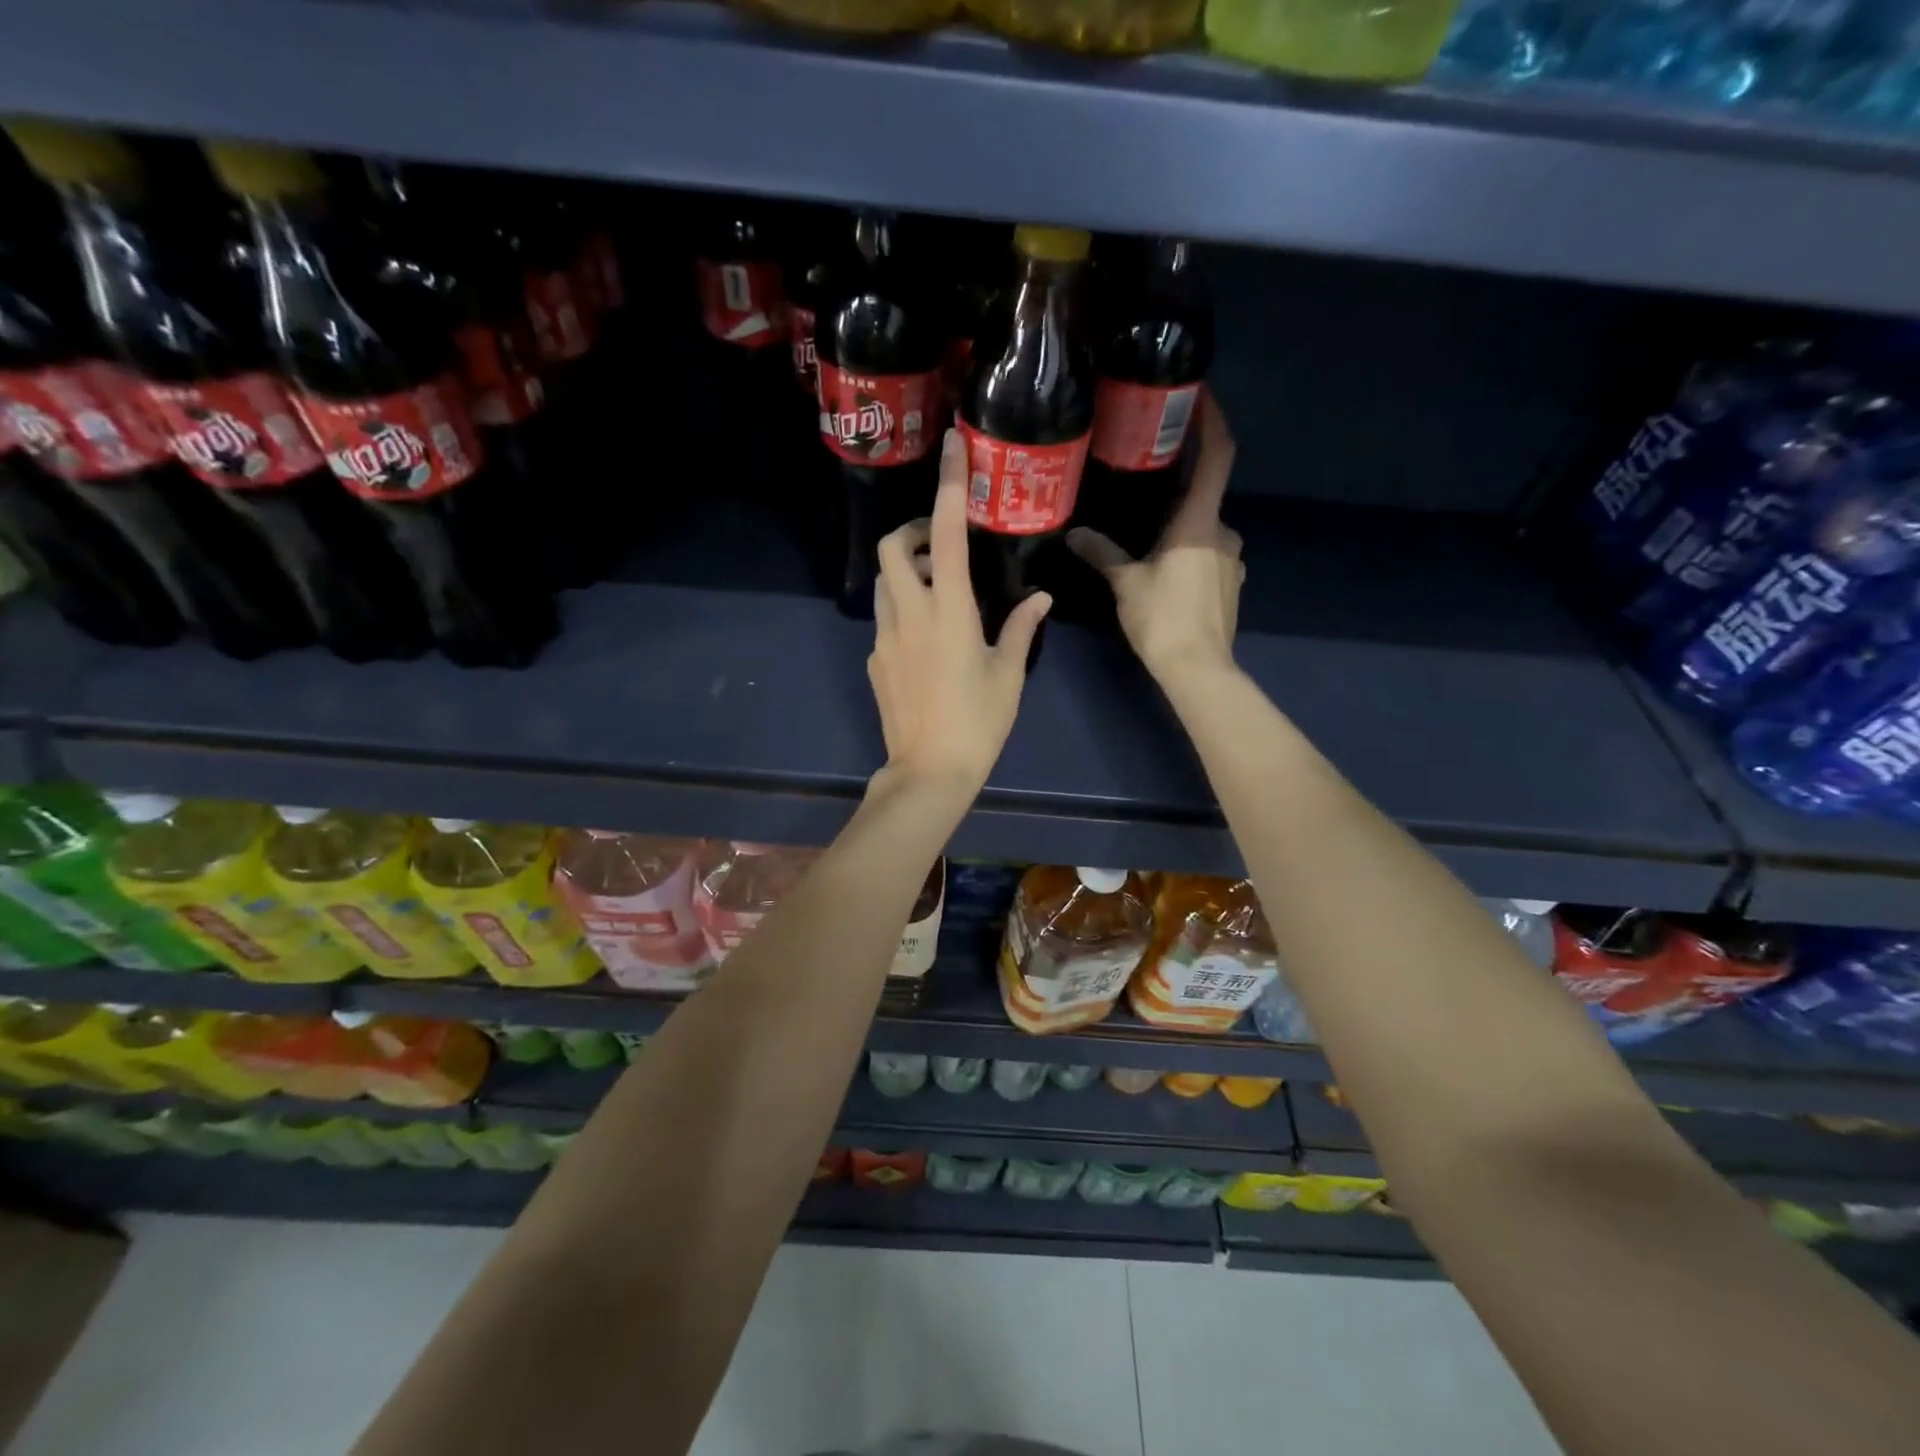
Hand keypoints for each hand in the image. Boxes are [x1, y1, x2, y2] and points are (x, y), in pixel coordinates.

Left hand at [867, 429, 1050, 795]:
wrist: (929, 772)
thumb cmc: (979, 722)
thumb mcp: (1009, 674)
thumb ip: (1022, 628)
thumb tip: (1041, 597)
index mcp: (949, 611)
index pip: (944, 534)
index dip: (949, 486)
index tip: (952, 448)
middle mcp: (909, 614)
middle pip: (892, 546)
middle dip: (912, 531)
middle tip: (940, 544)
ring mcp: (885, 637)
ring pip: (884, 582)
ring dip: (906, 571)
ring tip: (938, 592)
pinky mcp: (875, 660)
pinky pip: (885, 619)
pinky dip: (903, 610)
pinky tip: (927, 642)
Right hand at [1068, 389, 1243, 684]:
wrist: (1198, 669)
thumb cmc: (1163, 618)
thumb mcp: (1126, 583)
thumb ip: (1102, 554)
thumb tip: (1074, 534)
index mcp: (1200, 521)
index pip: (1217, 456)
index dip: (1213, 422)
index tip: (1200, 396)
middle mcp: (1224, 532)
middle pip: (1204, 497)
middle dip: (1178, 489)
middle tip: (1144, 483)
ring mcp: (1232, 561)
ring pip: (1204, 530)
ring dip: (1179, 528)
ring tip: (1145, 536)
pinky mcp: (1230, 585)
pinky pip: (1207, 556)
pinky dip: (1188, 553)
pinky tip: (1163, 572)